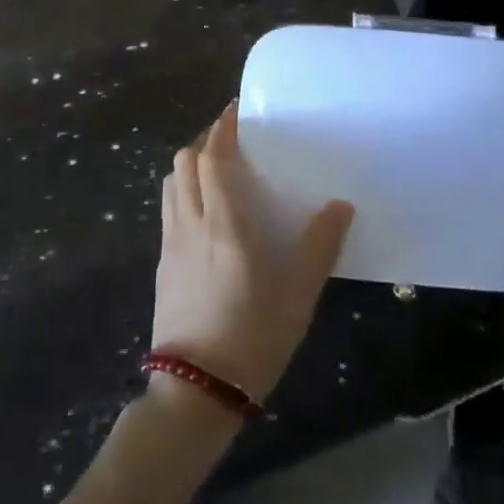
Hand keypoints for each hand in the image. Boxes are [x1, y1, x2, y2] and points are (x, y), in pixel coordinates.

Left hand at [151, 104, 353, 404]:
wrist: (196, 391)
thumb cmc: (253, 337)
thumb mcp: (298, 295)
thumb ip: (320, 246)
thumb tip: (340, 205)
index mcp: (224, 223)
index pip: (212, 158)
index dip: (221, 128)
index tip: (235, 111)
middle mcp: (191, 223)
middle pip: (184, 162)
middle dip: (204, 141)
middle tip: (231, 140)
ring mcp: (171, 244)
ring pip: (170, 184)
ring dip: (190, 165)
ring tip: (216, 169)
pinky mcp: (163, 265)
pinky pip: (168, 210)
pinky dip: (183, 192)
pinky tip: (205, 213)